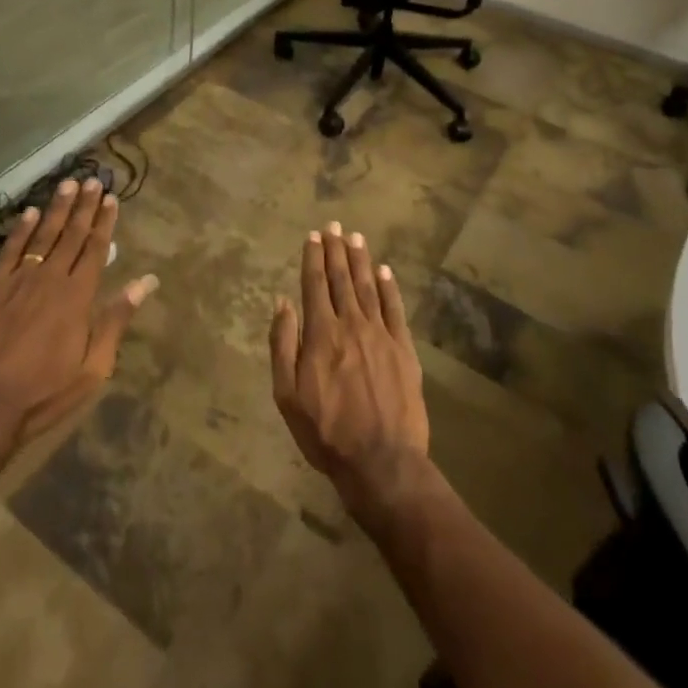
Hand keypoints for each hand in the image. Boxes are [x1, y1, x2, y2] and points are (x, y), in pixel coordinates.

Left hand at [0, 179, 157, 445]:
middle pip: (71, 235)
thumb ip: (117, 319)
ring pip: (42, 235)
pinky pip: (9, 250)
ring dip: (56, 209)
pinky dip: (20, 230)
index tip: (110, 198)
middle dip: (84, 207)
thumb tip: (146, 281)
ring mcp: (16, 280)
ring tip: (67, 184)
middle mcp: (49, 277)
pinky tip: (29, 213)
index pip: (95, 248)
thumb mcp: (92, 367)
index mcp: (77, 296)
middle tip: (93, 180)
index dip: (104, 222)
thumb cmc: (43, 393)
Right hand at [269, 222, 429, 518]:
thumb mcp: (286, 395)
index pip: (314, 284)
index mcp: (321, 334)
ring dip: (361, 261)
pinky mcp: (404, 350)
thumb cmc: (325, 431)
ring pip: (369, 287)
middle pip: (341, 279)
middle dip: (336, 250)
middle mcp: (351, 324)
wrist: (381, 461)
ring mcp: (381, 335)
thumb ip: (282, 344)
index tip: (313, 236)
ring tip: (356, 238)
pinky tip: (385, 272)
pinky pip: (395, 310)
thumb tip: (283, 302)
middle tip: (335, 226)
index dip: (313, 257)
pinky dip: (390, 288)